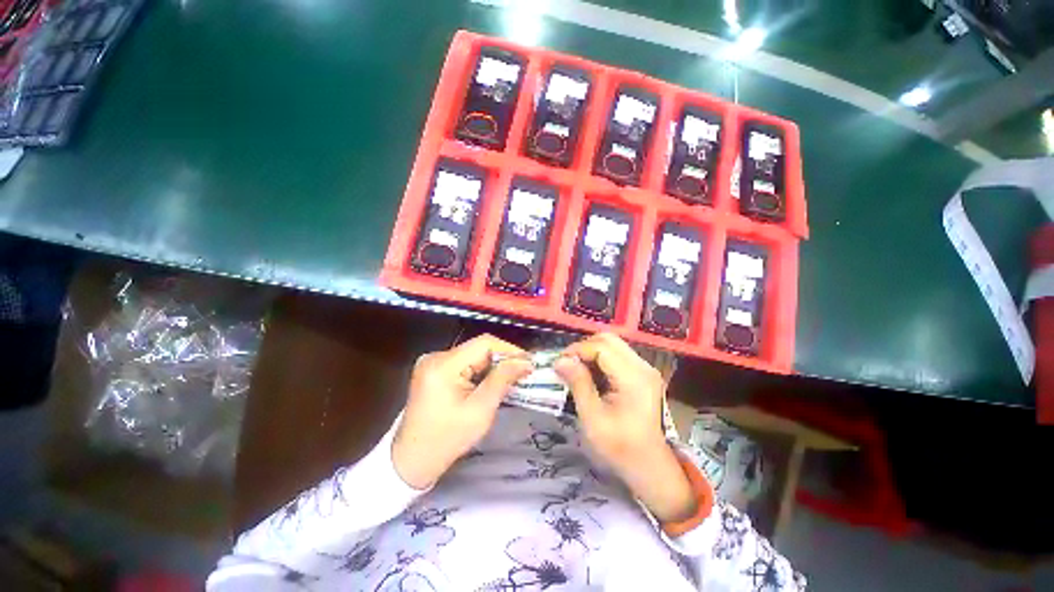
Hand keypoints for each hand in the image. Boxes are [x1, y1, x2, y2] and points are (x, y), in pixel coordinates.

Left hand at [392, 334, 532, 488]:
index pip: (484, 344)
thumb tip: (525, 361)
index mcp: (443, 365)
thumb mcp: (480, 411)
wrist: (412, 460)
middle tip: (523, 372)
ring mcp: (432, 361)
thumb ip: (502, 380)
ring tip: (511, 378)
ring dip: (493, 365)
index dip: (510, 350)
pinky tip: (490, 382)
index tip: (529, 363)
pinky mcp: (434, 369)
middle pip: (478, 347)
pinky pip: (464, 362)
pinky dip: (480, 370)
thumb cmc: (447, 440)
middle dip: (503, 359)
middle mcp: (436, 356)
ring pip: (473, 354)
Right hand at [555, 333, 696, 522]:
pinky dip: (601, 359)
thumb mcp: (593, 419)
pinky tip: (591, 375)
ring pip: (613, 344)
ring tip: (577, 370)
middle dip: (584, 347)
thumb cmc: (620, 448)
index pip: (601, 347)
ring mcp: (645, 369)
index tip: (559, 363)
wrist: (651, 468)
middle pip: (609, 339)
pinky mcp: (643, 374)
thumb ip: (578, 384)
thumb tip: (560, 360)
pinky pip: (618, 355)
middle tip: (568, 364)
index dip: (577, 350)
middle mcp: (643, 367)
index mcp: (633, 378)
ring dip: (591, 352)